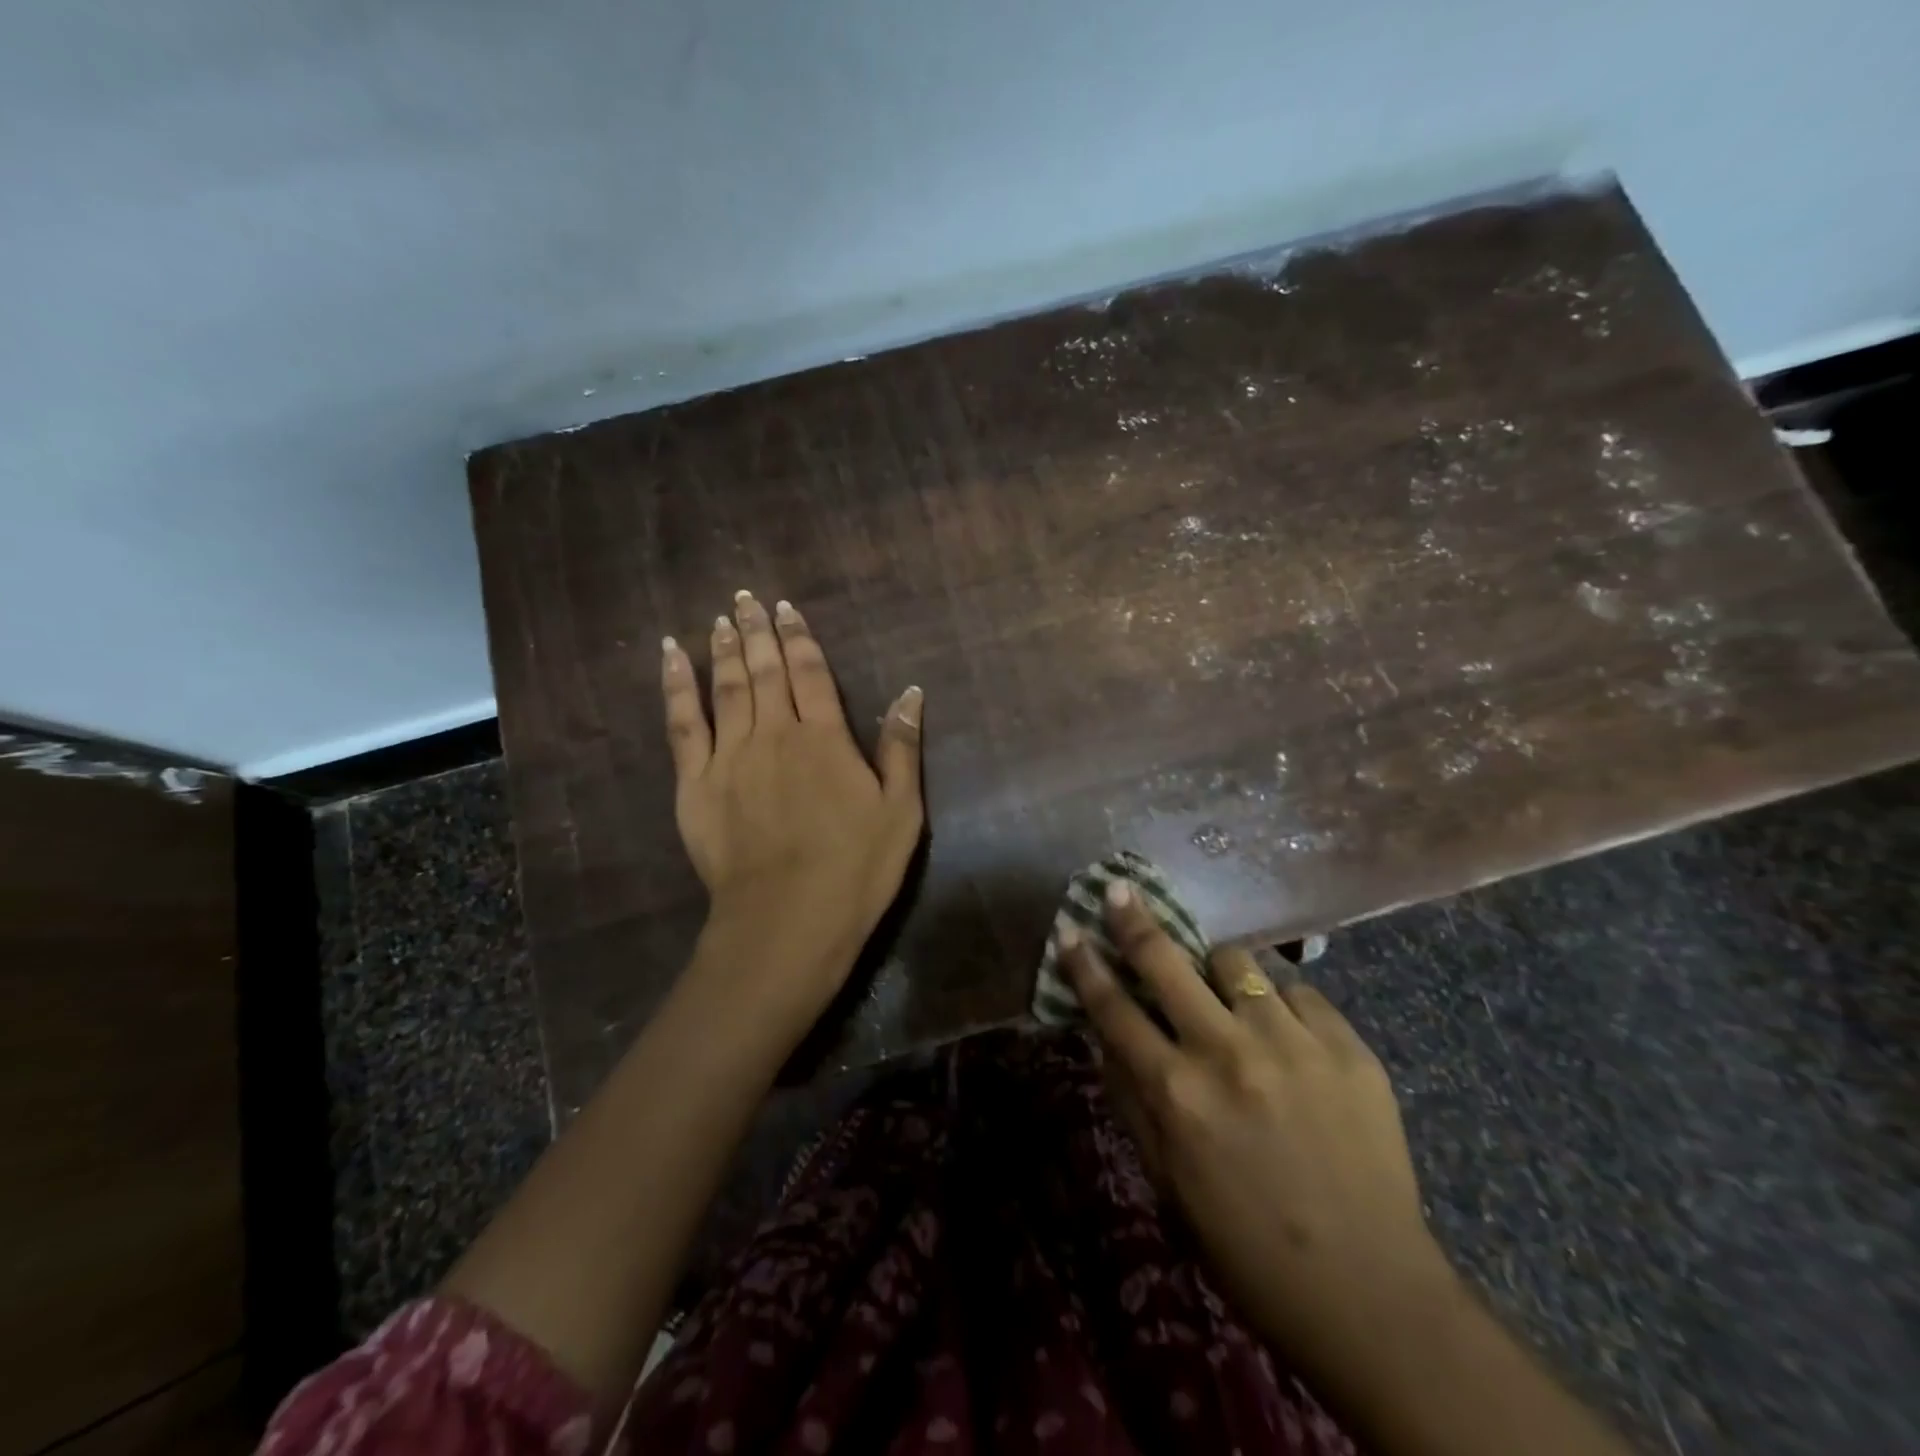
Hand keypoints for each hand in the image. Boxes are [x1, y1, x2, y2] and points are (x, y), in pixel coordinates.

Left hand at [661, 592, 924, 1014]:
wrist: (788, 921)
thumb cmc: (856, 869)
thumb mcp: (901, 811)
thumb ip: (903, 748)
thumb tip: (911, 692)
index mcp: (825, 739)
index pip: (811, 673)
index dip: (800, 637)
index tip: (788, 608)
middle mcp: (775, 734)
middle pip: (765, 671)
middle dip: (757, 631)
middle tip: (746, 597)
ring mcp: (730, 757)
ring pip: (726, 688)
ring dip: (724, 649)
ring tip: (721, 618)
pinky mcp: (696, 784)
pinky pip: (682, 723)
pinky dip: (677, 686)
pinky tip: (672, 657)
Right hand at [1062, 886, 1454, 1370]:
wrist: (1370, 1293)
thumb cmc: (1247, 1246)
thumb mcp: (1167, 1180)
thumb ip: (1131, 1100)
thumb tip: (1105, 1037)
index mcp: (1177, 1094)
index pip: (1113, 1009)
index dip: (1085, 965)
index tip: (1070, 930)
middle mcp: (1228, 1053)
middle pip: (1166, 961)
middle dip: (1135, 920)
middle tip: (1120, 890)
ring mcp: (1292, 1042)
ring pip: (1237, 961)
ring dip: (1217, 967)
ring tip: (1223, 988)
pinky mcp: (1347, 1046)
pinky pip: (1298, 991)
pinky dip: (1279, 1002)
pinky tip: (1284, 1032)